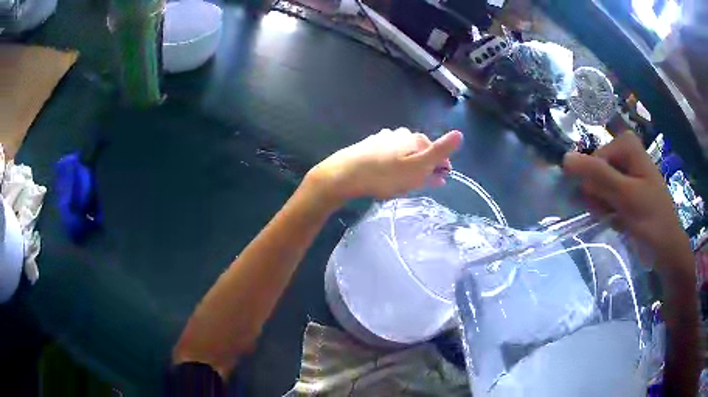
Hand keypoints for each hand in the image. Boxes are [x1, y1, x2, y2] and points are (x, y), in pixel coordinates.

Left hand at [306, 128, 462, 203]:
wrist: (346, 174)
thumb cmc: (386, 174)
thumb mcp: (418, 167)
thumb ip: (440, 152)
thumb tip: (459, 135)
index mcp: (416, 139)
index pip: (437, 151)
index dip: (441, 167)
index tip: (438, 182)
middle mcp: (402, 134)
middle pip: (420, 151)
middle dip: (424, 167)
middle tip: (419, 185)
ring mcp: (384, 138)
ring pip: (405, 153)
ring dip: (409, 166)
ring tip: (402, 183)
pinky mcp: (370, 146)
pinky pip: (389, 156)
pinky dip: (393, 165)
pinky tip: (387, 174)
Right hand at [563, 132, 690, 274]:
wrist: (668, 251)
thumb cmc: (652, 221)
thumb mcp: (626, 196)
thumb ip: (598, 175)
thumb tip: (565, 158)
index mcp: (627, 146)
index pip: (594, 159)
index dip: (596, 182)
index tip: (606, 202)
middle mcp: (626, 155)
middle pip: (596, 171)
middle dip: (600, 195)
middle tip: (613, 211)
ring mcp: (627, 174)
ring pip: (600, 186)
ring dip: (603, 206)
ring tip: (616, 218)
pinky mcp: (628, 192)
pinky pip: (607, 198)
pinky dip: (609, 212)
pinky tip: (618, 220)